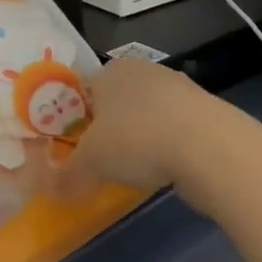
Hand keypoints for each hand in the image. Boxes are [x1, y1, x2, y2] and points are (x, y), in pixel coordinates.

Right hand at [58, 57, 223, 194]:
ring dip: (140, 139)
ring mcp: (179, 88)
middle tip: (100, 161)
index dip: (75, 119)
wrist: (211, 148)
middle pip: (115, 102)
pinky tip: (165, 169)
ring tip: (134, 170)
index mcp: (110, 69)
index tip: (74, 147)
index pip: (82, 90)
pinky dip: (167, 147)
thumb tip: (50, 191)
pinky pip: (174, 129)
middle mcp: (143, 70)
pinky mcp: (206, 112)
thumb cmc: (137, 139)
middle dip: (108, 129)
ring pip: (147, 115)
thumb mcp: (91, 163)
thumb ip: (67, 176)